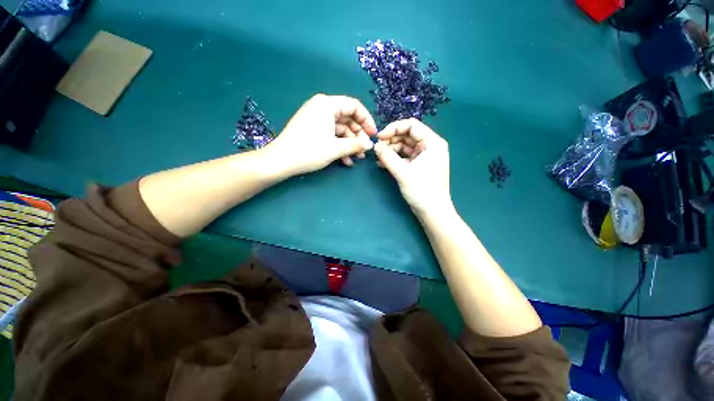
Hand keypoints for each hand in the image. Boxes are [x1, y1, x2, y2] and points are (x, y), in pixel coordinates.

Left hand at [263, 94, 376, 176]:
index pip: (354, 106)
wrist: (280, 161)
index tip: (373, 135)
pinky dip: (339, 146)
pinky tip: (345, 160)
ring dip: (350, 144)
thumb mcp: (335, 148)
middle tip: (365, 151)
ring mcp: (317, 119)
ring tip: (357, 159)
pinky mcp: (313, 129)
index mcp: (327, 104)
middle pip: (348, 119)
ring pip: (340, 129)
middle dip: (358, 136)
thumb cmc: (309, 151)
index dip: (367, 120)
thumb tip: (370, 145)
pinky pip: (331, 135)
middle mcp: (322, 108)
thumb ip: (355, 145)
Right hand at [373, 118, 453, 216]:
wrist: (432, 212)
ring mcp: (424, 156)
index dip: (394, 128)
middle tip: (377, 148)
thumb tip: (375, 146)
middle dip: (391, 140)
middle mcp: (430, 146)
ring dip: (391, 150)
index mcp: (432, 142)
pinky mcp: (419, 166)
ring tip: (378, 157)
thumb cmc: (422, 190)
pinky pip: (405, 157)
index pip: (412, 125)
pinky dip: (394, 159)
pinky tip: (382, 163)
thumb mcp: (403, 172)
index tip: (379, 137)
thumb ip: (388, 157)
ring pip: (404, 146)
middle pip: (407, 135)